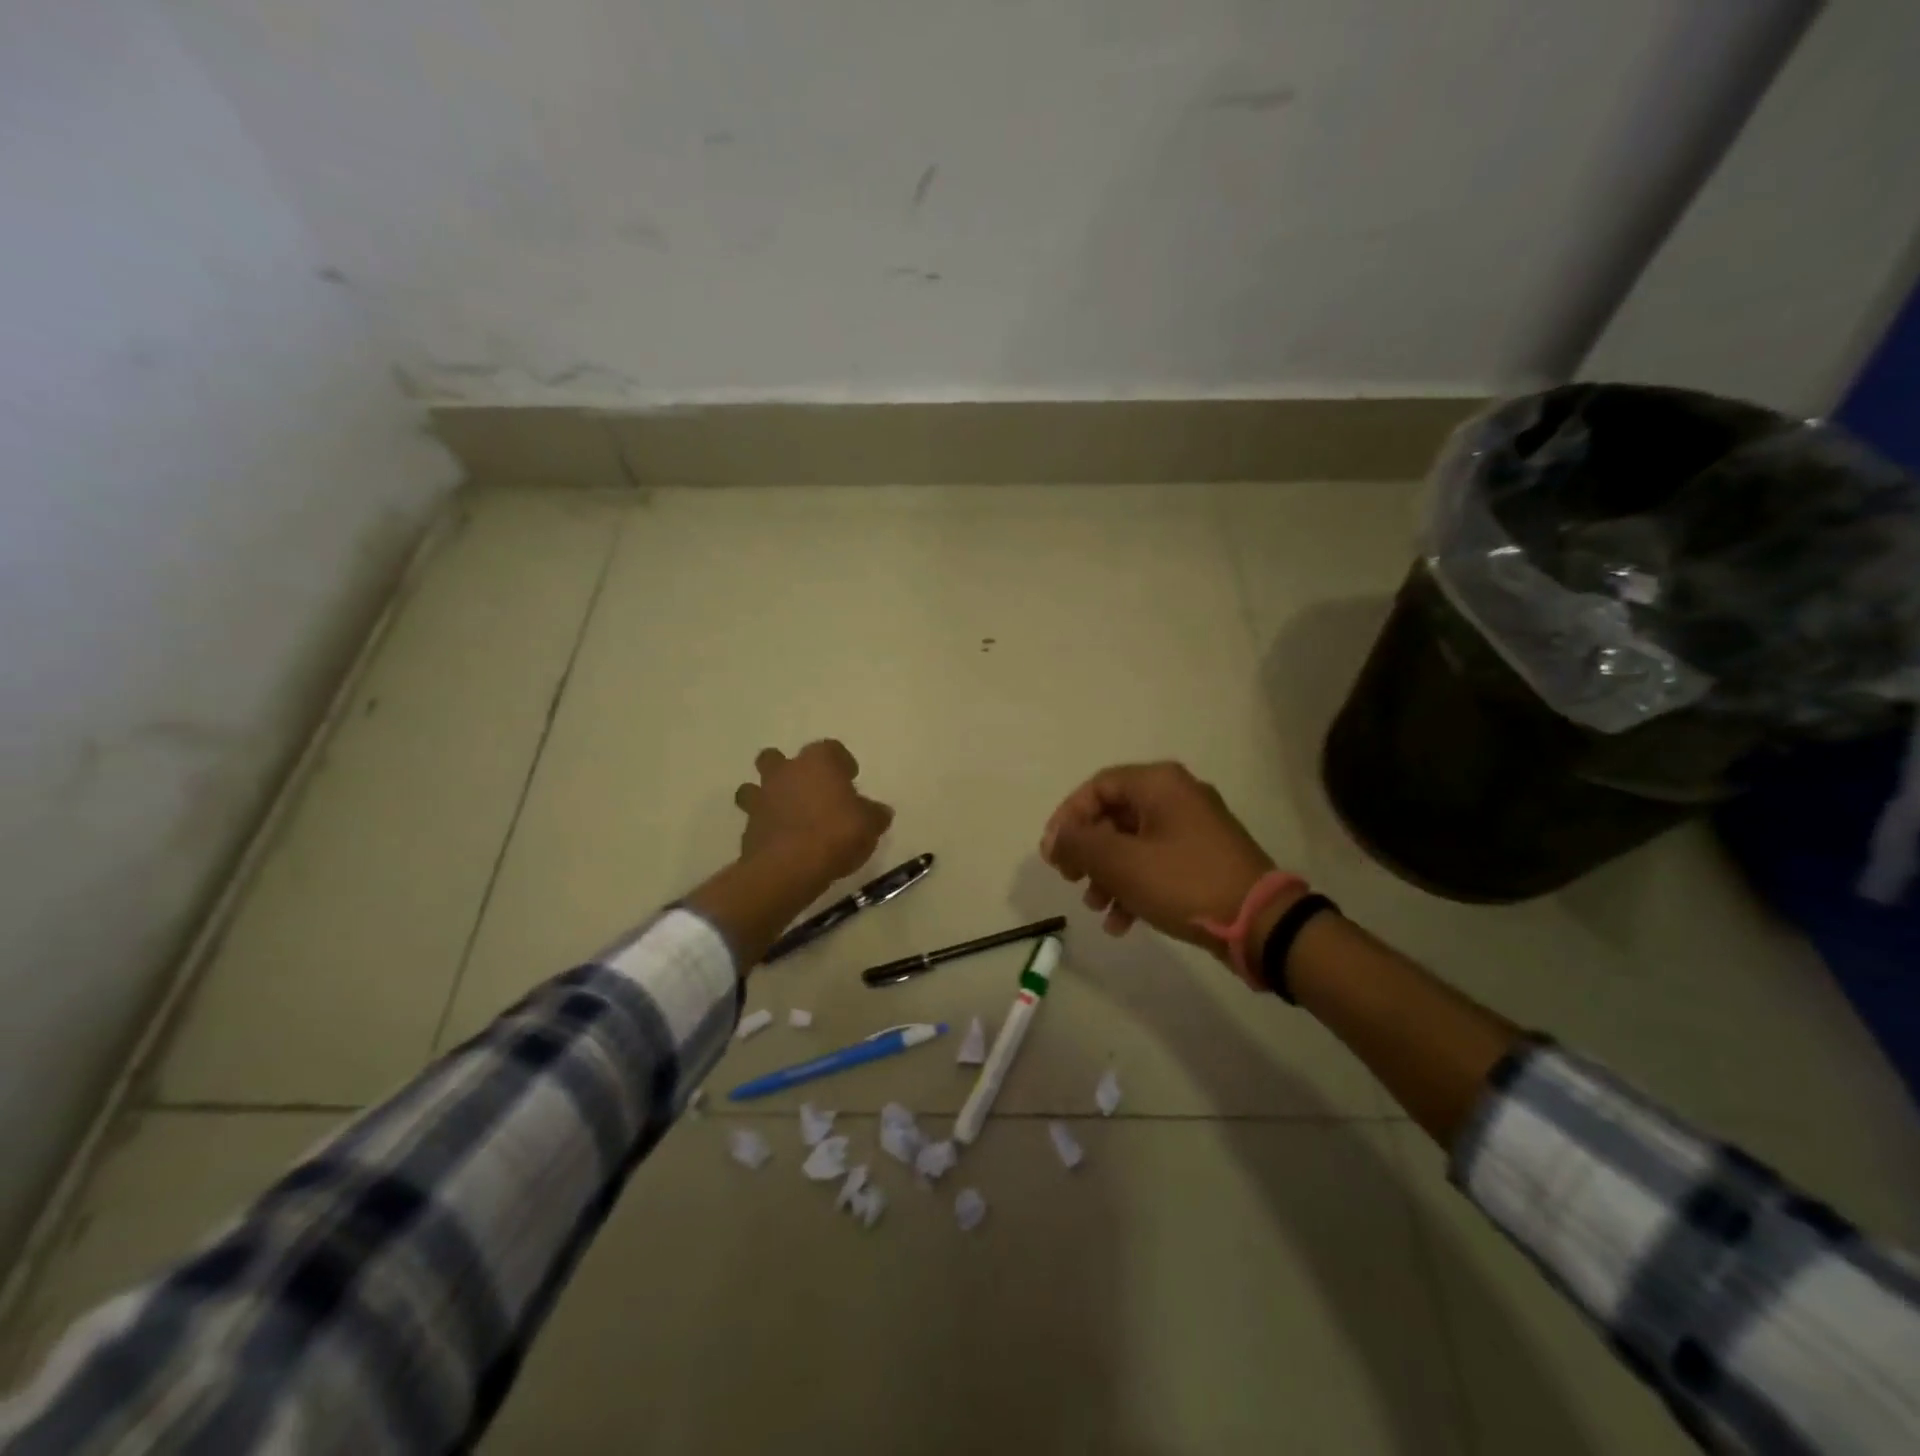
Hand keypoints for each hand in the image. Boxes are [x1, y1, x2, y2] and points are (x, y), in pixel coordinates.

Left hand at [734, 740, 892, 884]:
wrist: (789, 867)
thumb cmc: (836, 834)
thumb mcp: (869, 825)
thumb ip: (874, 814)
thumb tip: (880, 812)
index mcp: (818, 762)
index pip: (830, 748)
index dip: (841, 762)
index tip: (850, 778)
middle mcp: (785, 772)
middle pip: (777, 758)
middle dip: (789, 770)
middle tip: (809, 790)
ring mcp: (762, 798)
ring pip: (754, 786)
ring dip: (767, 796)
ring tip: (786, 815)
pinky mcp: (747, 827)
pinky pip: (755, 820)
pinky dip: (765, 827)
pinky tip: (781, 842)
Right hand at [1041, 762, 1280, 964]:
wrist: (1261, 923)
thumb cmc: (1184, 882)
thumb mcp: (1122, 863)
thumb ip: (1080, 844)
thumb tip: (1054, 838)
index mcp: (1159, 784)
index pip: (1097, 787)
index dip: (1068, 817)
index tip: (1053, 853)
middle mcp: (1177, 796)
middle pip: (1114, 815)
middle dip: (1087, 851)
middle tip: (1069, 879)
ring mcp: (1194, 828)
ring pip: (1133, 843)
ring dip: (1107, 874)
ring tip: (1095, 907)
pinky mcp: (1204, 859)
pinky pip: (1156, 863)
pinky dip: (1134, 886)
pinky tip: (1121, 923)